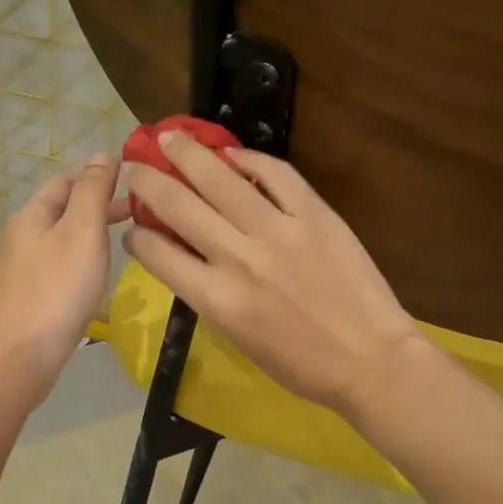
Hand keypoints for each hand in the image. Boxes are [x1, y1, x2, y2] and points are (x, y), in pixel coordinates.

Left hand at [0, 154, 119, 397]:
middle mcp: (19, 237)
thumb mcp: (82, 232)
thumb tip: (101, 154)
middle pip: (60, 209)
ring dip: (88, 233)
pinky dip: (77, 260)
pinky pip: (54, 267)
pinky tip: (91, 278)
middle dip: (96, 205)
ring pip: (58, 239)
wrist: (18, 358)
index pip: (65, 180)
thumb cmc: (57, 290)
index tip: (131, 181)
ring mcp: (17, 270)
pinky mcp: (22, 298)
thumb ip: (93, 192)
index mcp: (31, 215)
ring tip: (119, 243)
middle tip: (136, 211)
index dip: (96, 175)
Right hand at [122, 131, 423, 415]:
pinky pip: (276, 174)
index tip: (132, 224)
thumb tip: (184, 258)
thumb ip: (208, 294)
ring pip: (220, 179)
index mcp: (216, 299)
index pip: (157, 254)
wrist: (370, 360)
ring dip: (189, 154)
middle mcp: (238, 259)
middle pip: (178, 206)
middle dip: (147, 181)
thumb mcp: (239, 339)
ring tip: (170, 137)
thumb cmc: (302, 366)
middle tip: (134, 165)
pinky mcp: (314, 215)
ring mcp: (278, 231)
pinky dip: (250, 159)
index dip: (137, 235)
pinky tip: (232, 153)